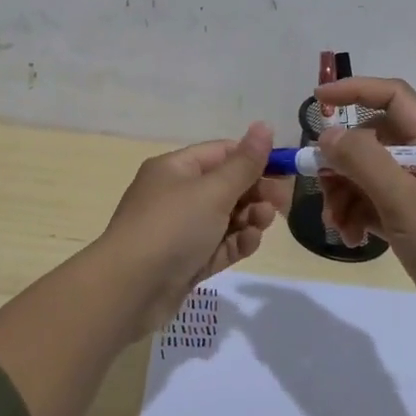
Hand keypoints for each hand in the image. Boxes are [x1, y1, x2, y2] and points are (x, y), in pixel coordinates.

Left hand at [98, 122, 285, 335]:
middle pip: (225, 186)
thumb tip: (264, 125)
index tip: (285, 170)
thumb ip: (244, 163)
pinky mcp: (186, 262)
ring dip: (249, 218)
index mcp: (175, 169)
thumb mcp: (213, 191)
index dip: (254, 158)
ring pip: (225, 218)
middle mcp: (175, 195)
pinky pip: (218, 245)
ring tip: (263, 223)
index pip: (221, 153)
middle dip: (255, 192)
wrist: (129, 290)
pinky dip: (236, 242)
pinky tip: (250, 242)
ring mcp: (180, 231)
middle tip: (281, 203)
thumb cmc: (172, 227)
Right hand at [314, 78, 415, 347]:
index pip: (393, 98)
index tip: (318, 100)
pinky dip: (357, 216)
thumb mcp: (404, 200)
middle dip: (342, 160)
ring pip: (368, 176)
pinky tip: (351, 239)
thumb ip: (363, 161)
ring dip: (345, 194)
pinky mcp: (414, 224)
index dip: (355, 90)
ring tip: (337, 226)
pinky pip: (374, 205)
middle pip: (373, 141)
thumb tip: (328, 134)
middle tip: (318, 182)